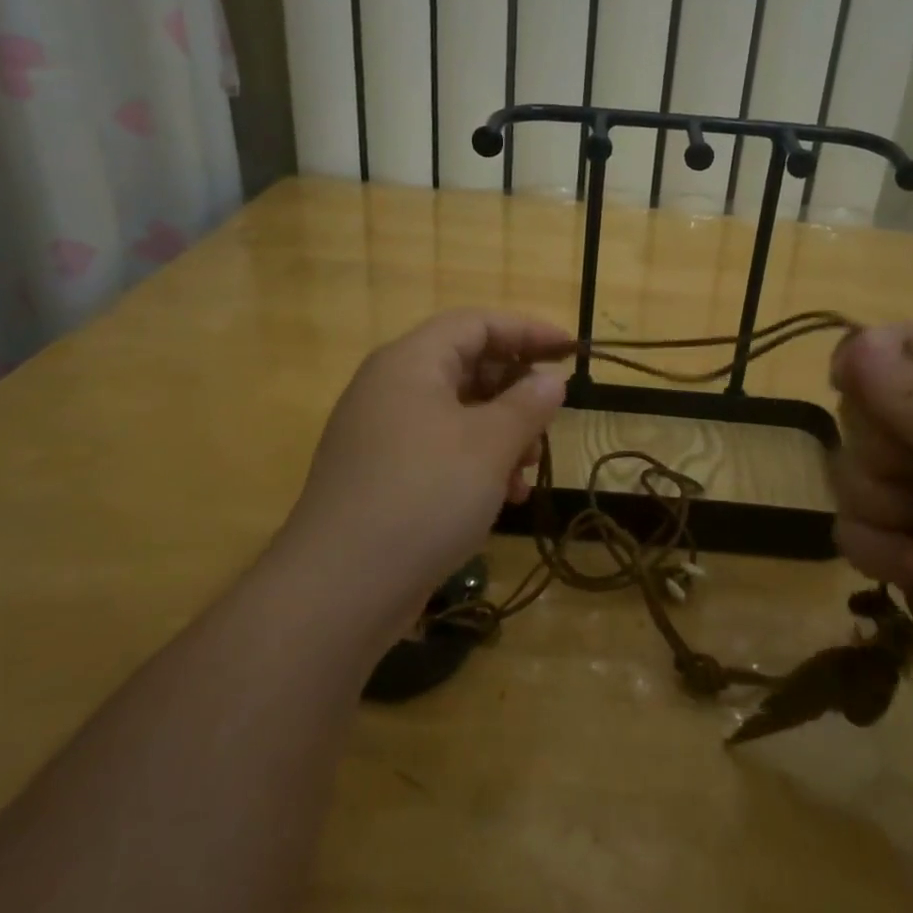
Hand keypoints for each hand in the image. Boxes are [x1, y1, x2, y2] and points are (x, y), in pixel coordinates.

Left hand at [284, 310, 569, 623]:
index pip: (476, 323)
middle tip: (548, 423)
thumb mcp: (490, 445)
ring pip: (458, 414)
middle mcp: (391, 388)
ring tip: (527, 472)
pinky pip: (440, 450)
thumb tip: (550, 379)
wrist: (340, 589)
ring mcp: (382, 434)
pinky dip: (477, 463)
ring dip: (502, 435)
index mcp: (411, 363)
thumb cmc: (424, 496)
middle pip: (467, 366)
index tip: (571, 351)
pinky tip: (503, 499)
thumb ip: (528, 404)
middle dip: (516, 393)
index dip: (527, 331)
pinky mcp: (381, 476)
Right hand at [827, 323, 912, 730]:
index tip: (846, 385)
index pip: (903, 344)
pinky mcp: (900, 546)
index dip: (866, 357)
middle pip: (863, 409)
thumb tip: (855, 341)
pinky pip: (850, 526)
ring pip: (850, 471)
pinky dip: (880, 552)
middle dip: (880, 450)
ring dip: (882, 510)